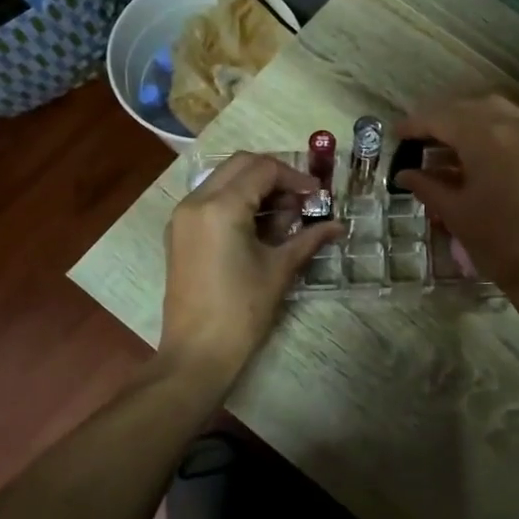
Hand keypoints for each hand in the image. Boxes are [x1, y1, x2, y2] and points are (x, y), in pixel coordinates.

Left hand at [161, 152, 344, 377]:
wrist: (197, 353)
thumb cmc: (242, 311)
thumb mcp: (280, 270)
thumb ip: (308, 239)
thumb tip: (338, 225)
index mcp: (220, 207)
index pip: (263, 169)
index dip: (295, 177)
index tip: (318, 195)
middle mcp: (195, 202)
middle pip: (241, 165)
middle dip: (275, 176)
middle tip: (302, 200)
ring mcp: (183, 217)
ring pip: (224, 180)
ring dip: (256, 188)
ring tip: (285, 217)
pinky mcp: (180, 234)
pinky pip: (211, 201)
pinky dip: (237, 202)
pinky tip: (260, 228)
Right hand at [392, 95, 518, 307]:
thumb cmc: (497, 242)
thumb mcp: (455, 213)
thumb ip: (427, 186)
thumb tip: (404, 174)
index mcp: (485, 138)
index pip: (441, 118)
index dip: (415, 124)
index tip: (396, 134)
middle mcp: (513, 124)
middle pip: (467, 109)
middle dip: (441, 119)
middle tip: (419, 138)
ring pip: (495, 110)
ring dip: (468, 119)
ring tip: (449, 140)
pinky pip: (518, 122)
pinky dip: (495, 126)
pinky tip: (483, 147)